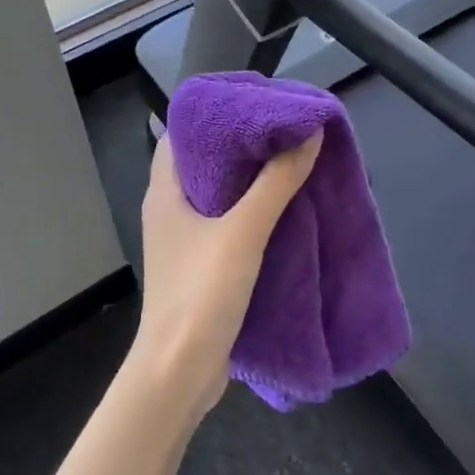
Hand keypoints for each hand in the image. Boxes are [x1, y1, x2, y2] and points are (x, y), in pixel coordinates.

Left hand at [131, 132, 322, 416]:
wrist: (180, 371)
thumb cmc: (201, 293)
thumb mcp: (243, 232)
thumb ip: (276, 182)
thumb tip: (309, 132)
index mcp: (165, 192)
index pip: (183, 134)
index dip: (216, 114)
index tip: (258, 103)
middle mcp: (171, 210)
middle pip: (206, 163)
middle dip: (244, 146)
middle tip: (287, 130)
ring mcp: (186, 241)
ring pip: (221, 196)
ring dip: (253, 181)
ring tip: (294, 161)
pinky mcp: (203, 267)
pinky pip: (230, 226)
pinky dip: (255, 213)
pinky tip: (287, 210)